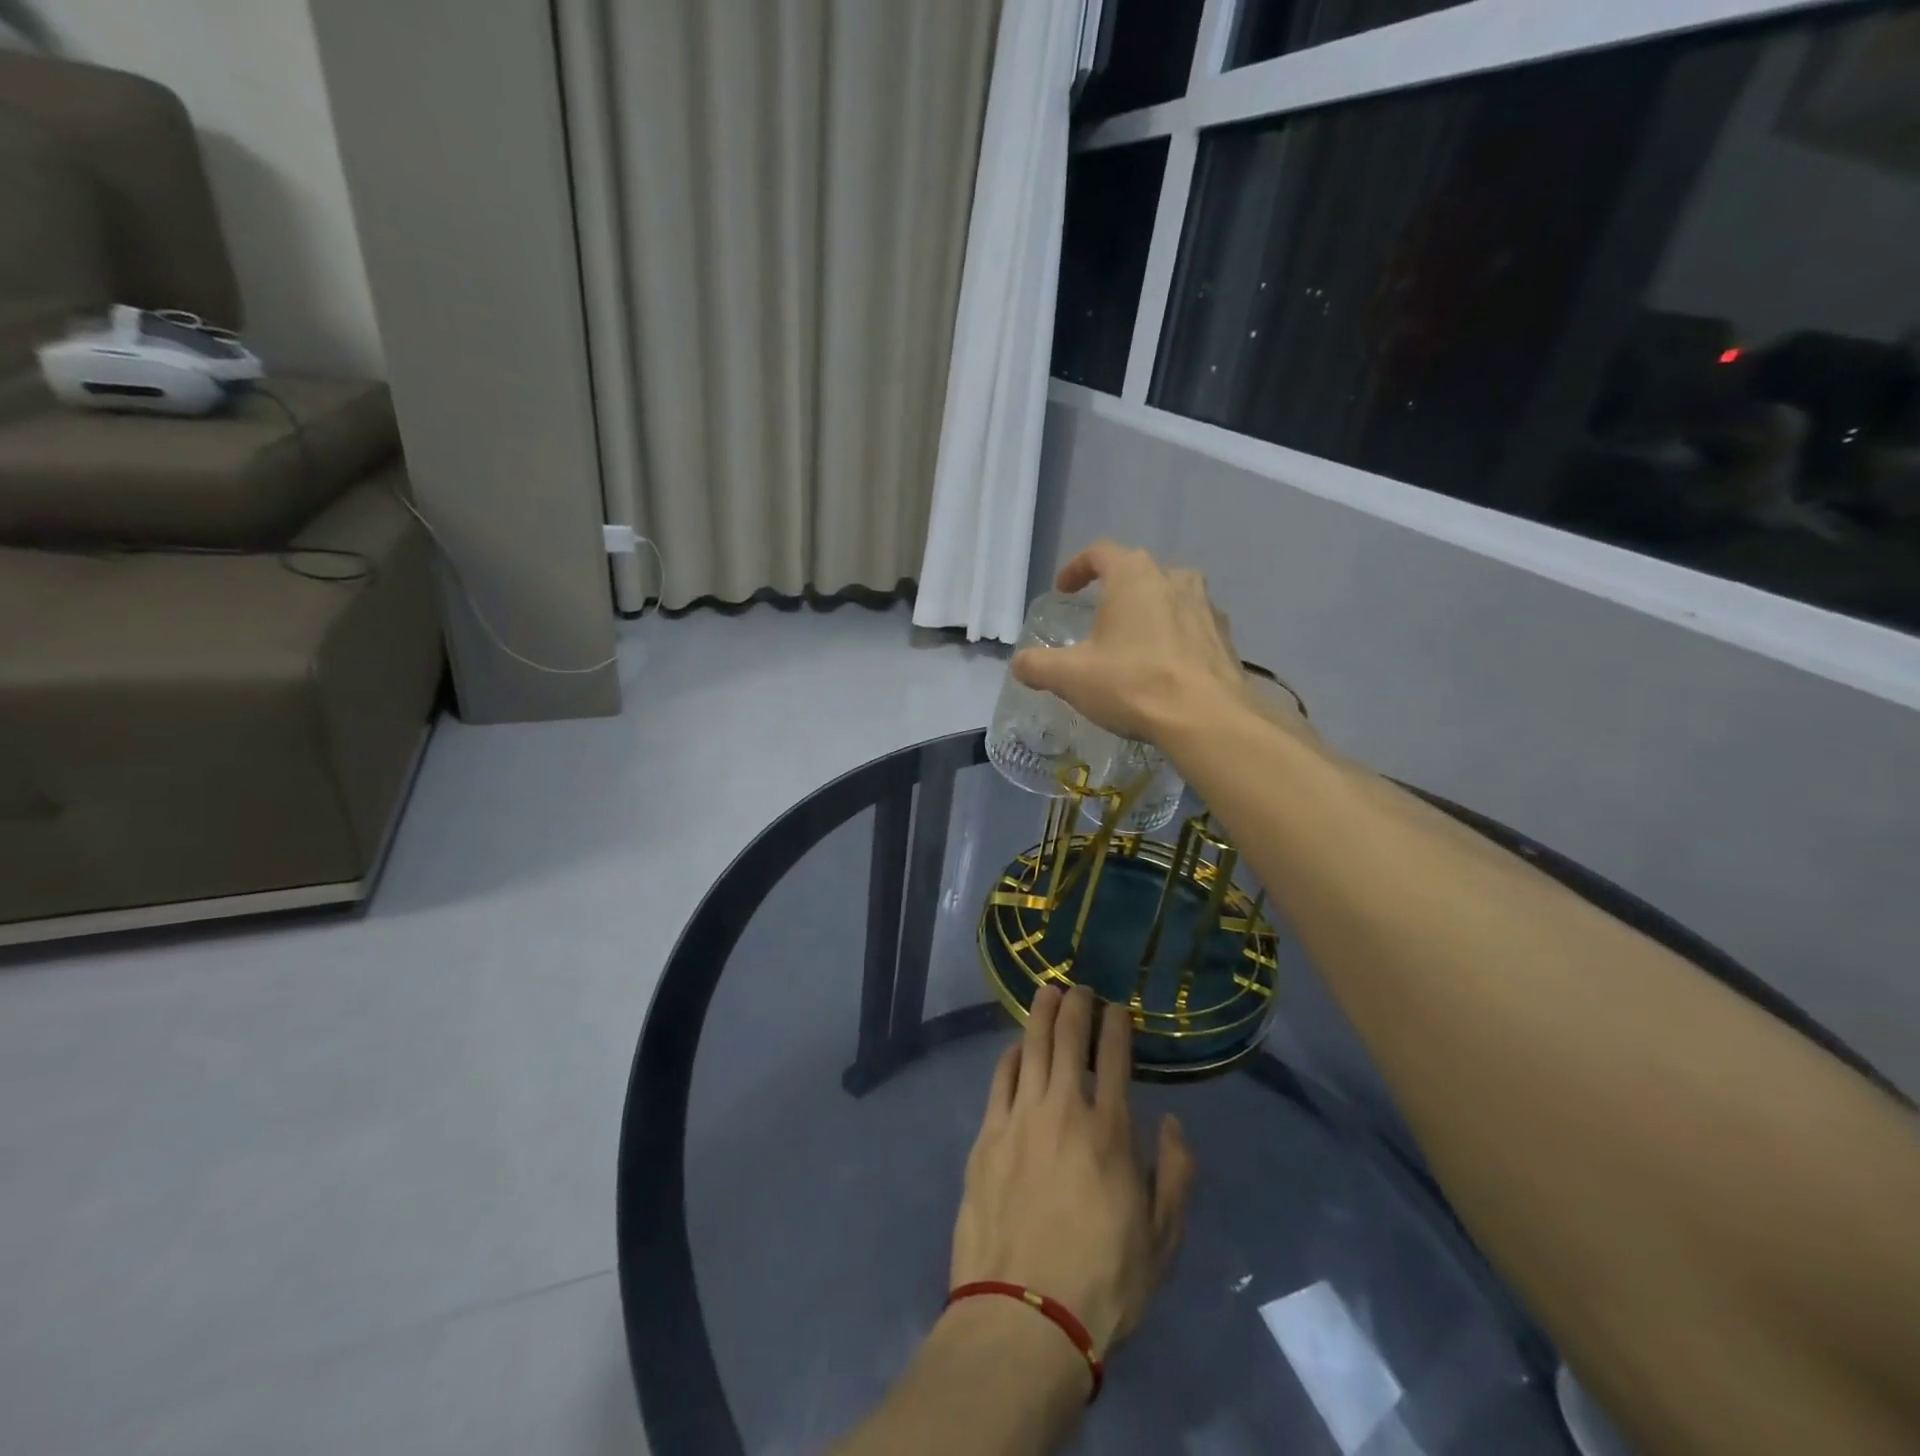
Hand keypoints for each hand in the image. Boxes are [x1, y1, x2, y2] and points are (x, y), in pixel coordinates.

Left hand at [950, 985, 1195, 1358]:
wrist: (1024, 1316)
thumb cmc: (1103, 1282)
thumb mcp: (1163, 1240)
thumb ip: (1176, 1175)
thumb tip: (1173, 1124)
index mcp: (1109, 1131)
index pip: (1115, 1058)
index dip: (1116, 1025)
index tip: (1117, 1007)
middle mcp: (1063, 1109)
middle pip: (1068, 1039)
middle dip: (1075, 1004)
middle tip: (1078, 985)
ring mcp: (1019, 1119)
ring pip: (1031, 1047)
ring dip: (1040, 1015)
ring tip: (1046, 992)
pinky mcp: (987, 1136)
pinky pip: (1000, 1079)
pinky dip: (1011, 1055)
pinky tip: (1017, 1047)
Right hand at [1011, 540, 1247, 746]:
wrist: (1207, 719)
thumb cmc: (1133, 684)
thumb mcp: (1070, 677)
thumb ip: (1037, 665)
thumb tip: (1020, 664)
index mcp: (1134, 576)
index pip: (1101, 553)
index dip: (1076, 568)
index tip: (1064, 590)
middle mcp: (1174, 579)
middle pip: (1138, 572)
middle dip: (1114, 590)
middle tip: (1097, 618)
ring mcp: (1206, 606)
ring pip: (1170, 596)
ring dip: (1148, 611)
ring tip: (1132, 642)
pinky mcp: (1225, 637)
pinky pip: (1191, 626)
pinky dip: (1173, 637)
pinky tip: (1163, 667)